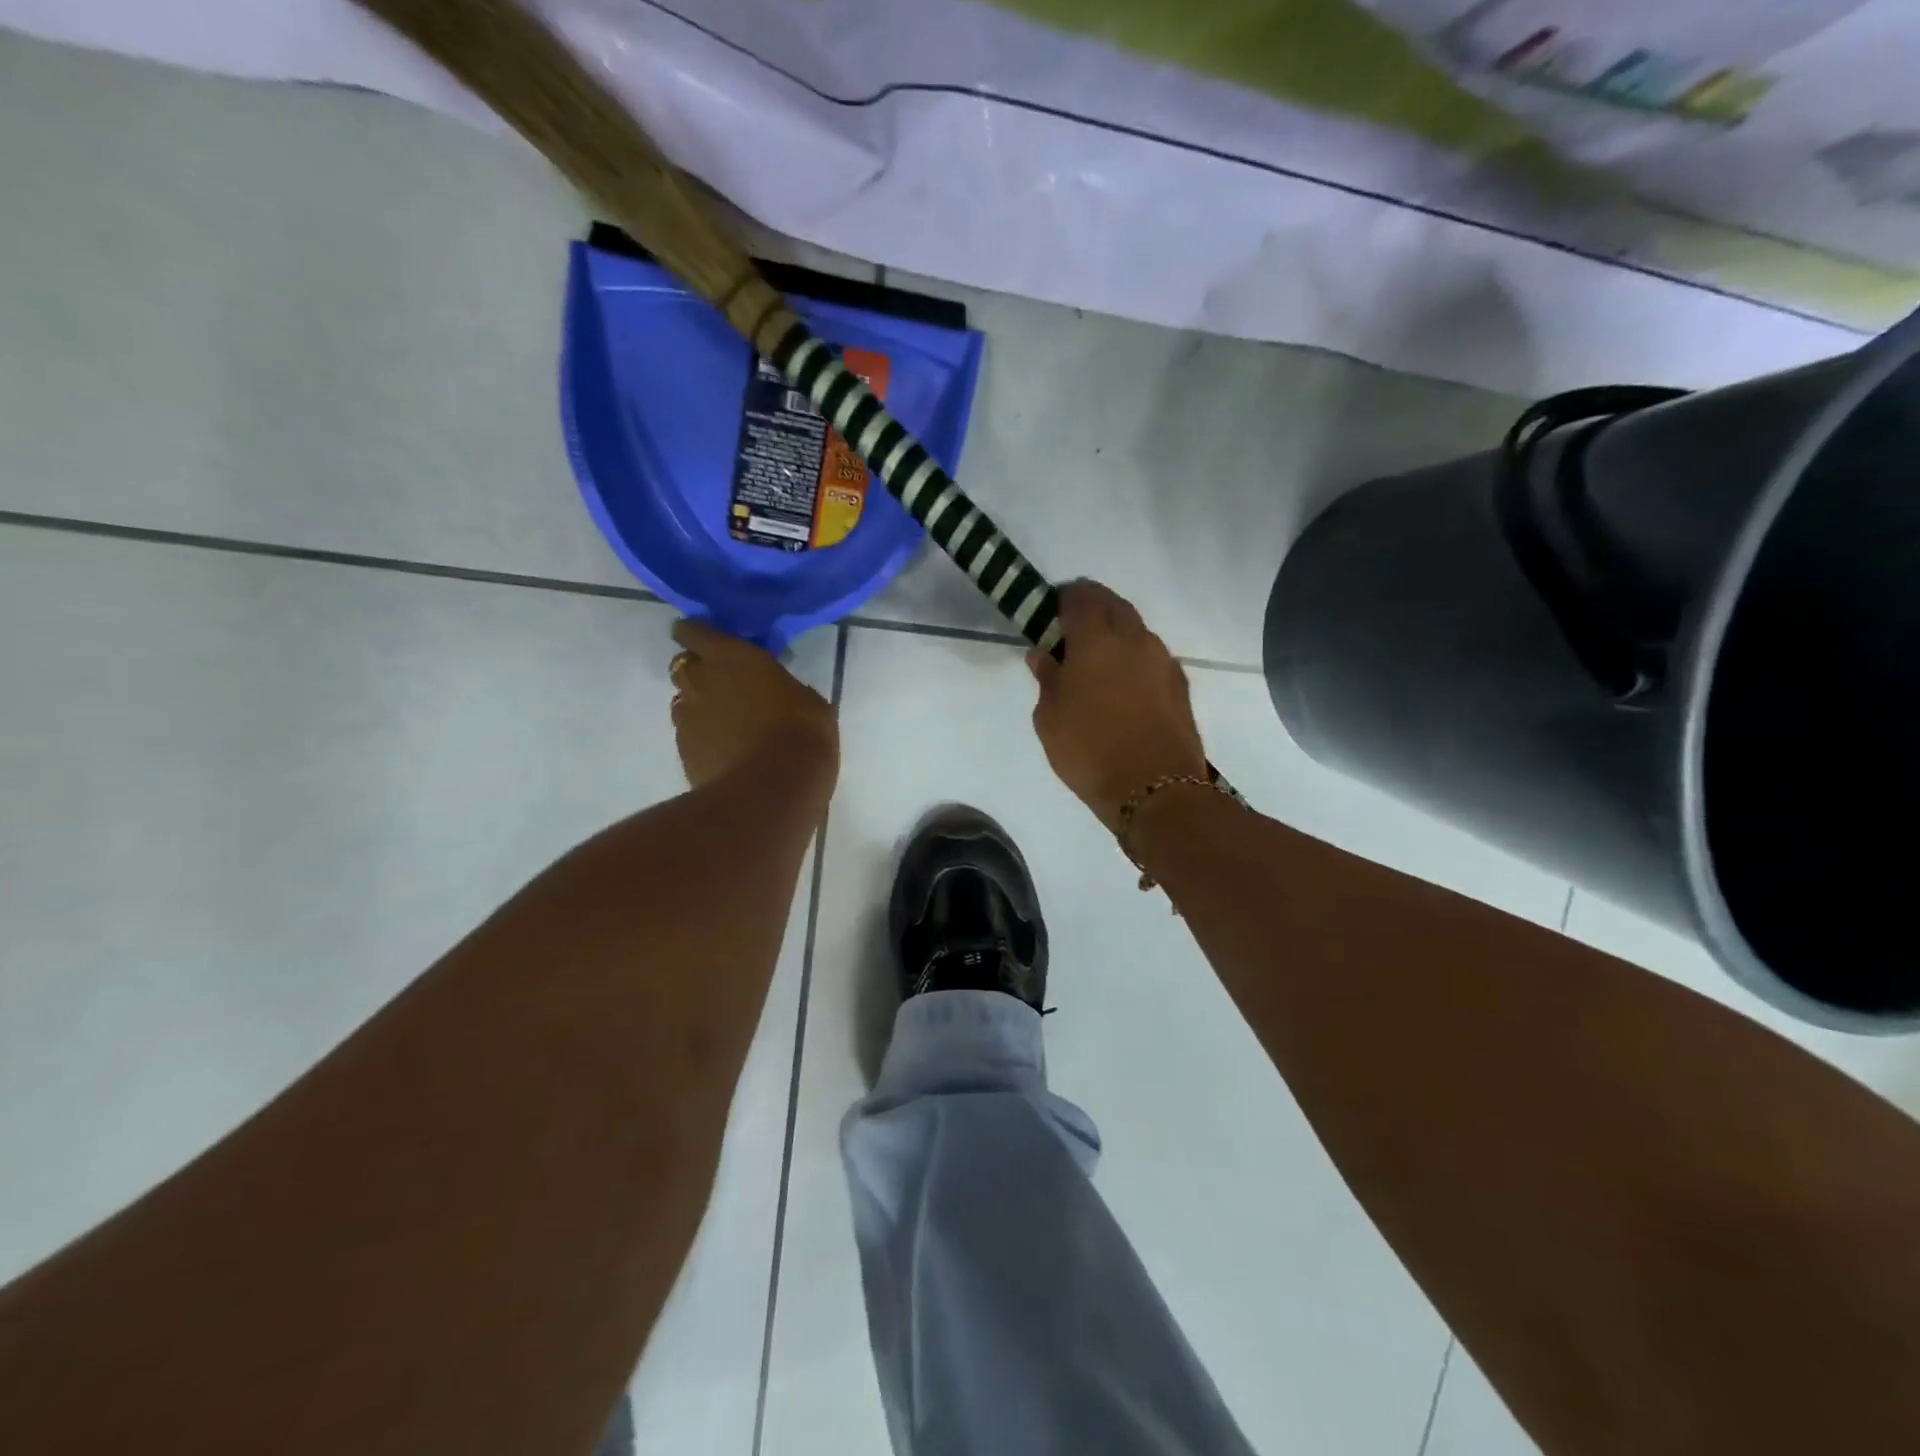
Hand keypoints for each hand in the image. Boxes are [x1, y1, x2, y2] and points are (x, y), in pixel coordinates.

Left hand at [669, 620, 838, 792]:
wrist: (774, 787)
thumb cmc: (802, 731)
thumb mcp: (806, 698)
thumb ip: (780, 687)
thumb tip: (776, 692)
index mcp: (730, 656)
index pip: (694, 631)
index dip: (696, 633)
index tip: (706, 640)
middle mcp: (699, 680)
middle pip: (684, 666)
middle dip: (699, 672)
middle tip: (725, 684)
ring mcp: (686, 719)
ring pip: (683, 702)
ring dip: (699, 706)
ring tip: (727, 723)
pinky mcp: (682, 753)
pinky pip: (688, 736)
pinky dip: (702, 738)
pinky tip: (725, 751)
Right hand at [1028, 581, 1207, 832]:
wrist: (1156, 790)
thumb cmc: (1089, 752)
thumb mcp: (1050, 719)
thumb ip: (1047, 678)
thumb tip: (1043, 653)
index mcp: (1096, 640)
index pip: (1080, 597)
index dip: (1064, 596)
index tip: (1051, 607)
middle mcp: (1133, 639)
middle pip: (1113, 604)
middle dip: (1093, 605)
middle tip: (1073, 626)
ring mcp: (1162, 660)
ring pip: (1137, 628)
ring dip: (1116, 631)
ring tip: (1098, 656)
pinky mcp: (1180, 684)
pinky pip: (1152, 656)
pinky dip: (1135, 656)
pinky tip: (1124, 681)